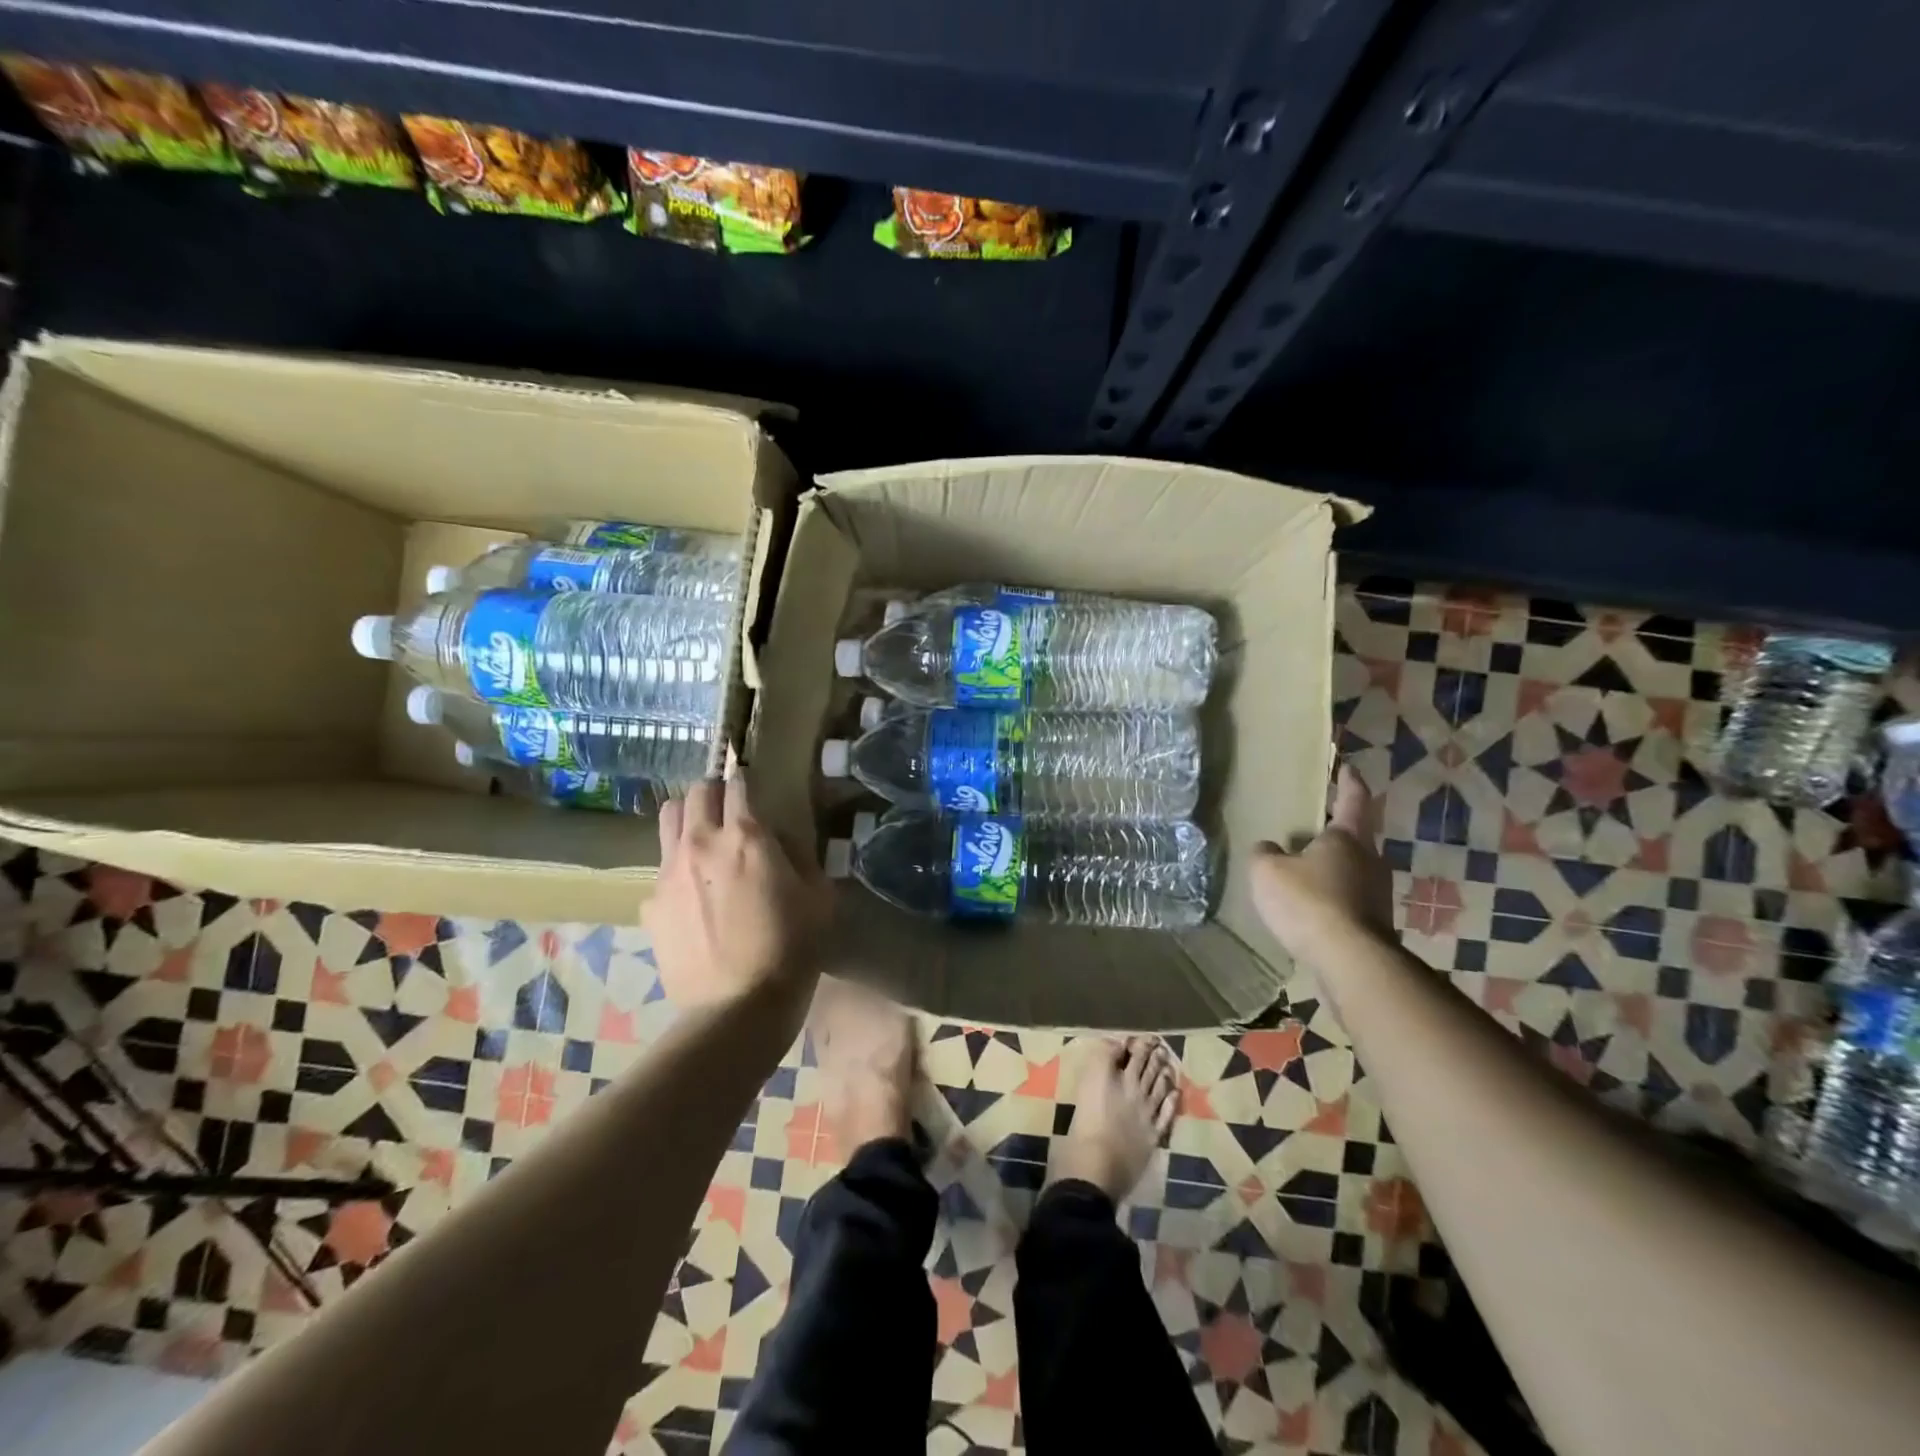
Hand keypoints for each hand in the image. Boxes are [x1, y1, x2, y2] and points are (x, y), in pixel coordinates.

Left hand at [644, 774, 829, 1007]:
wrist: (737, 1008)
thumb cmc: (790, 949)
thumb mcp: (818, 897)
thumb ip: (800, 857)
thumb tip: (781, 841)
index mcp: (746, 837)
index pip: (738, 785)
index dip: (746, 782)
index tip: (752, 788)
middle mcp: (701, 843)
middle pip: (696, 792)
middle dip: (713, 793)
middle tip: (729, 812)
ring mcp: (669, 873)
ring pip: (668, 819)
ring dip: (688, 818)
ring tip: (703, 840)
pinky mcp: (651, 905)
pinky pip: (661, 869)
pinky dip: (677, 868)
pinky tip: (693, 896)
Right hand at [1250, 764, 1394, 956]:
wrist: (1350, 961)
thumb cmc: (1308, 902)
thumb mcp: (1267, 872)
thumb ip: (1264, 854)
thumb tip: (1269, 849)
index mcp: (1347, 838)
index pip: (1353, 800)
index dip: (1349, 782)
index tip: (1348, 767)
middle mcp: (1370, 860)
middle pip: (1354, 839)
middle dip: (1334, 835)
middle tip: (1310, 833)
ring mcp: (1377, 894)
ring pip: (1351, 871)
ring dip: (1331, 871)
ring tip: (1303, 876)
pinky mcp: (1375, 924)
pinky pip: (1349, 901)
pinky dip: (1331, 900)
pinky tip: (1310, 912)